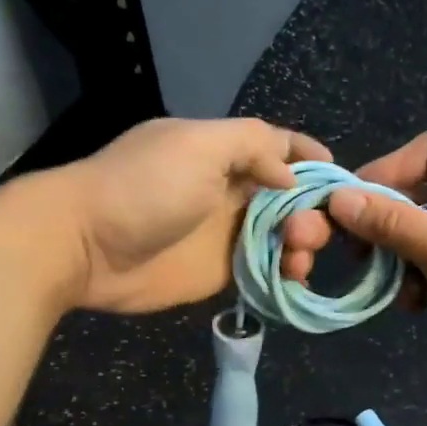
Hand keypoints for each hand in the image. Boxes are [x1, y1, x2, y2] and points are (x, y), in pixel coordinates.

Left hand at [51, 117, 330, 312]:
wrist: (85, 246)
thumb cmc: (144, 187)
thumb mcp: (200, 145)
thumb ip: (252, 145)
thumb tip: (289, 174)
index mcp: (224, 151)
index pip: (278, 147)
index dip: (310, 159)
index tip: (341, 180)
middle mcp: (230, 189)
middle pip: (289, 196)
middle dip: (311, 211)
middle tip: (303, 233)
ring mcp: (225, 233)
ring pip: (282, 236)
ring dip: (301, 245)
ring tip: (297, 260)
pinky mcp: (219, 272)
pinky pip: (264, 270)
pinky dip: (284, 274)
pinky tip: (294, 280)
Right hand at [279, 130, 426, 376]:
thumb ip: (393, 224)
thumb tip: (338, 198)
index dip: (385, 172)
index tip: (350, 206)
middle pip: (423, 191)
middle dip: (389, 224)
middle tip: (358, 254)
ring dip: (403, 258)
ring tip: (395, 291)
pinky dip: (423, 276)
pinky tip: (417, 305)